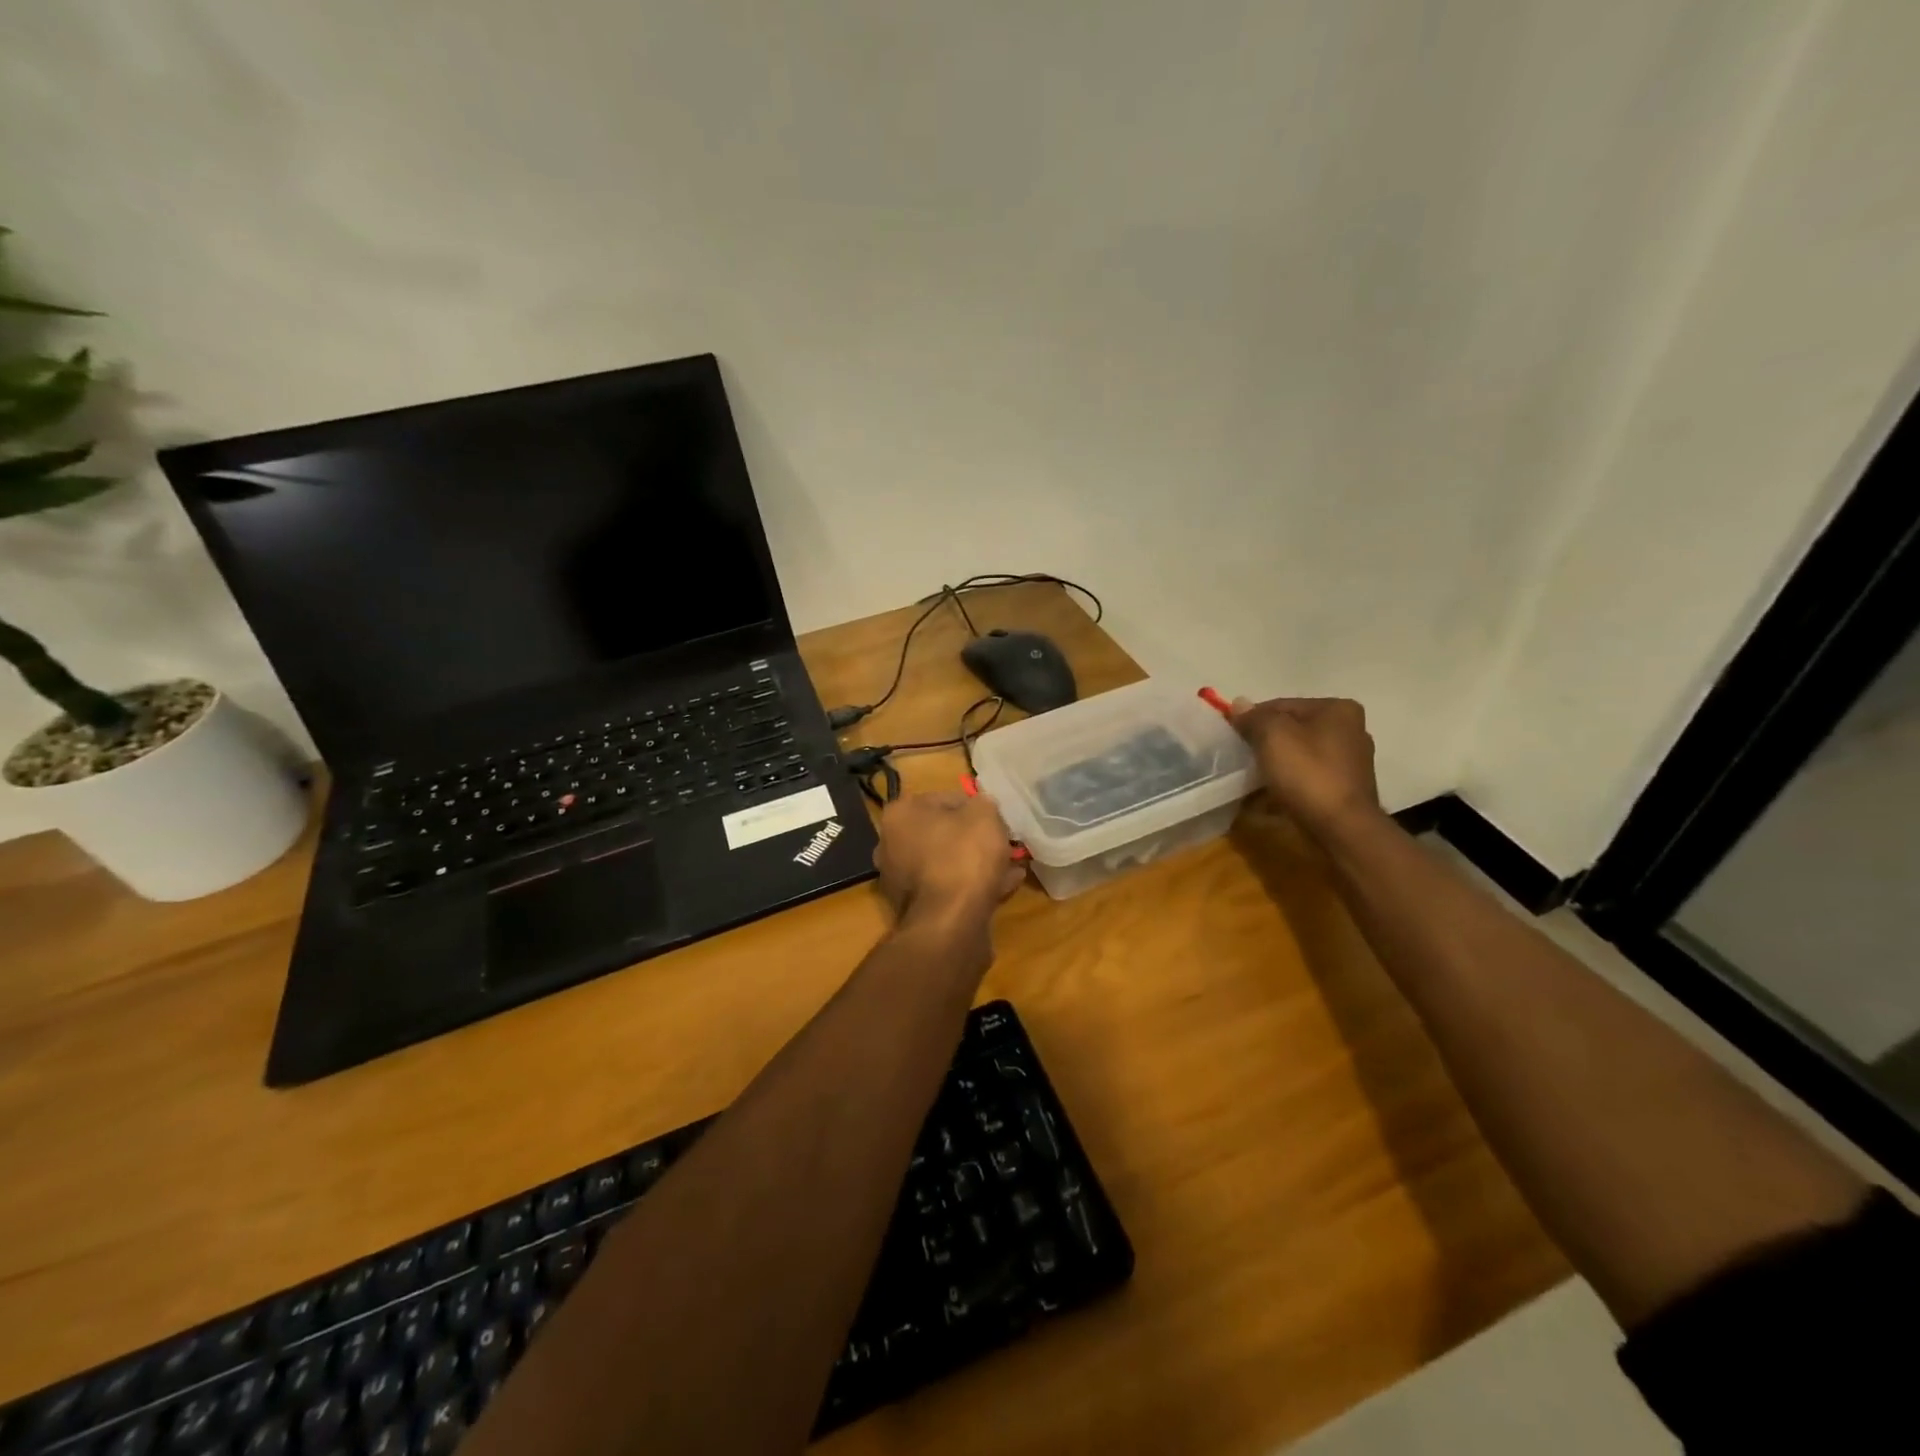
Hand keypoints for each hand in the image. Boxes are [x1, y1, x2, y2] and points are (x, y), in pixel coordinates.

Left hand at [874, 790, 1025, 923]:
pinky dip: (972, 885)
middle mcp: (891, 844)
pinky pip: (948, 887)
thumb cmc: (964, 855)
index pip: (945, 799)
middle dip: (974, 837)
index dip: (976, 807)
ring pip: (947, 862)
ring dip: (976, 862)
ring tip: (1010, 866)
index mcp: (900, 814)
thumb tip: (980, 807)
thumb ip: (983, 803)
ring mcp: (900, 879)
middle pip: (943, 833)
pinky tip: (1004, 886)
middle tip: (1003, 842)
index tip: (997, 819)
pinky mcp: (915, 907)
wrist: (951, 921)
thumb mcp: (984, 814)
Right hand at [1230, 696, 1382, 837]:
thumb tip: (1238, 705)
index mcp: (1337, 709)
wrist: (1342, 828)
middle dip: (1266, 742)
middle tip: (1242, 758)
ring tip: (1253, 778)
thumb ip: (1254, 717)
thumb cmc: (1308, 774)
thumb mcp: (1273, 736)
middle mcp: (1351, 730)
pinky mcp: (1346, 788)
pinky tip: (1271, 794)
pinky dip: (1289, 782)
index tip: (1233, 737)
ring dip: (1276, 763)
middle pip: (1293, 729)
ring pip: (1300, 754)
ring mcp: (1350, 761)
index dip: (1253, 719)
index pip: (1282, 705)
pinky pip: (1308, 777)